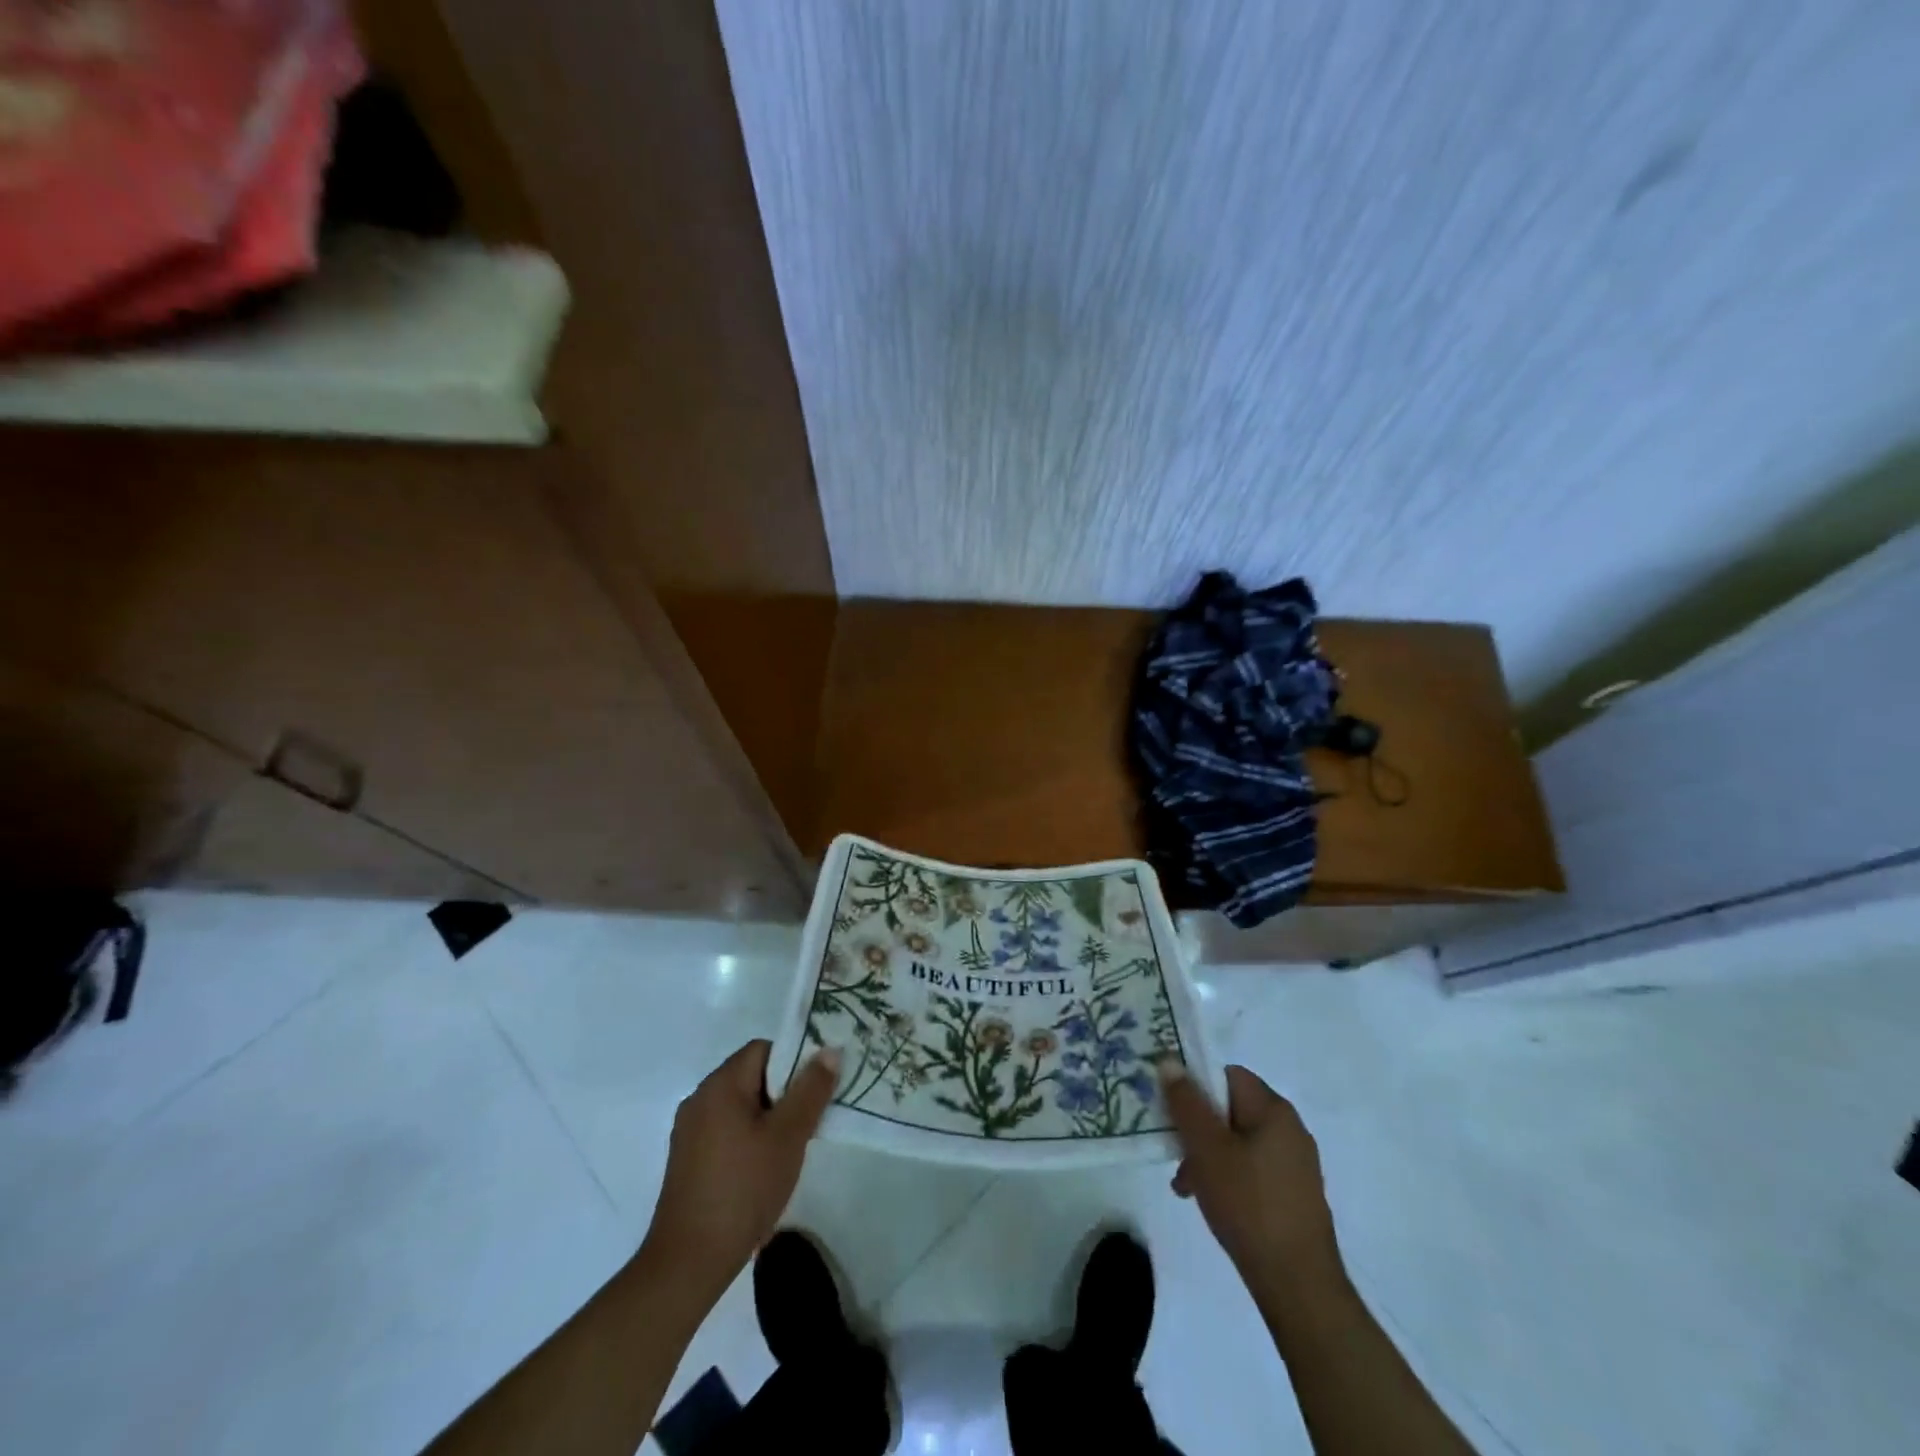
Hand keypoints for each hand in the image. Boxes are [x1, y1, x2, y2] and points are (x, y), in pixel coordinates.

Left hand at [640, 1039, 840, 1299]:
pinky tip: (764, 1169)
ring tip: (792, 1147)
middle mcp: (700, 1098)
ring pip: (741, 1105)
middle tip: (810, 1121)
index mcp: (720, 1084)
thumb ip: (811, 1089)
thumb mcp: (788, 1136)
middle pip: (752, 1076)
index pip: (763, 1049)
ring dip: (768, 1118)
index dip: (794, 1062)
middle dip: (785, 1092)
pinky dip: (749, 1137)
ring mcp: (689, 1131)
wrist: (689, 1262)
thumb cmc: (744, 1188)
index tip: (816, 1090)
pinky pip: (726, 1130)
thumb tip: (829, 1050)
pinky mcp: (687, 1160)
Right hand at [1160, 1062, 1342, 1288]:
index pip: (1227, 1075)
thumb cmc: (1248, 1205)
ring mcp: (1295, 1164)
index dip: (1196, 1086)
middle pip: (1230, 1110)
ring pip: (1238, 1142)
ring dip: (1208, 1156)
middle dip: (1198, 1129)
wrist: (1298, 1286)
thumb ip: (1186, 1102)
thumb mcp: (1206, 1148)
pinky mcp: (1294, 1195)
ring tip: (1186, 1186)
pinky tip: (1210, 1202)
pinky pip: (1252, 1169)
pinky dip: (1228, 1177)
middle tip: (1175, 1153)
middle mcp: (1290, 1129)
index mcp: (1274, 1110)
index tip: (1172, 1110)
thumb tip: (1170, 1060)